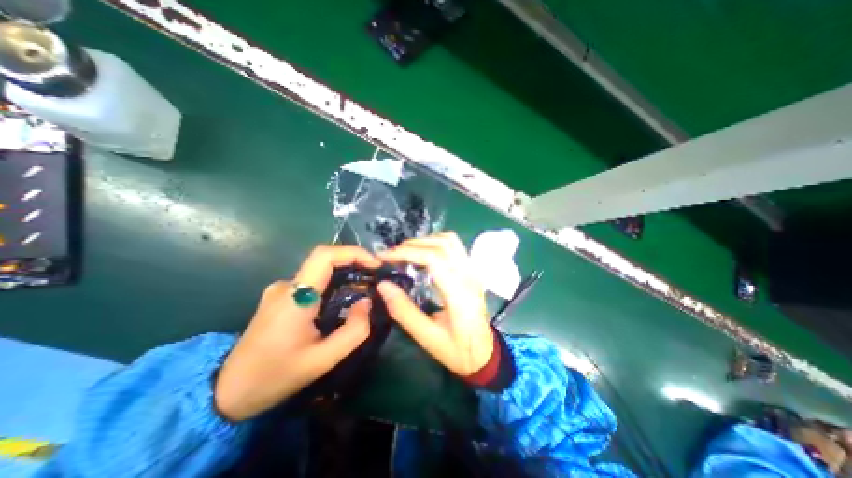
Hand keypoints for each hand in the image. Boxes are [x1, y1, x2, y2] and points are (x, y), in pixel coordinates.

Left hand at [218, 246, 379, 422]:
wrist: (226, 392)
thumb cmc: (275, 376)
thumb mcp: (323, 360)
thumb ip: (354, 331)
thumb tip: (366, 302)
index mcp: (295, 297)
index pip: (324, 256)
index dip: (353, 252)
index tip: (375, 264)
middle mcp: (286, 285)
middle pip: (325, 260)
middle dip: (354, 263)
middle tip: (375, 277)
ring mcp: (281, 289)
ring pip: (320, 271)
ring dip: (344, 275)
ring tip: (364, 290)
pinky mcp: (281, 296)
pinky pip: (313, 281)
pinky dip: (333, 284)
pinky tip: (341, 301)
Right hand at [378, 231, 493, 376]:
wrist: (485, 354)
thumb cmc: (457, 351)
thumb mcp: (427, 337)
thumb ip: (403, 311)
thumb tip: (383, 285)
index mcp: (459, 293)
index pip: (433, 258)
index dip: (407, 252)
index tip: (385, 257)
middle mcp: (469, 276)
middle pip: (441, 244)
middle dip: (412, 245)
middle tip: (391, 255)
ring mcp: (473, 271)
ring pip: (450, 240)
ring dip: (425, 241)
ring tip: (405, 252)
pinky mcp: (472, 271)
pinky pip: (455, 246)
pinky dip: (436, 243)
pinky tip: (423, 254)